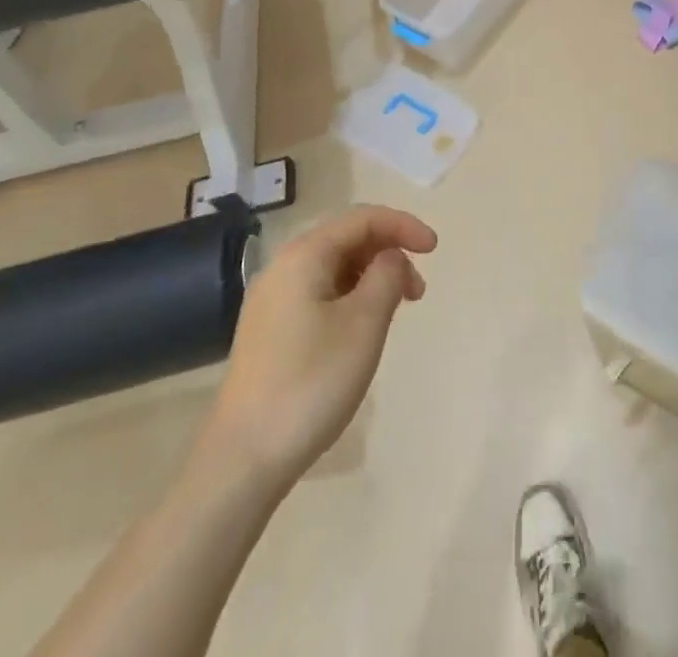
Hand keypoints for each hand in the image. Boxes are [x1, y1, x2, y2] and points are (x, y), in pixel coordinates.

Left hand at [196, 205, 436, 487]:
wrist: (242, 459)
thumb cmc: (311, 382)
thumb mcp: (364, 324)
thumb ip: (387, 275)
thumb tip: (391, 257)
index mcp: (304, 255)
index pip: (362, 219)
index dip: (403, 225)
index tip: (435, 249)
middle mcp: (283, 267)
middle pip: (347, 240)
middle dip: (389, 253)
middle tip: (417, 291)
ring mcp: (272, 301)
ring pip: (334, 269)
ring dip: (371, 278)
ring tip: (395, 313)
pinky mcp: (270, 331)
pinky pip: (319, 294)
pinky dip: (351, 298)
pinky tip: (362, 330)